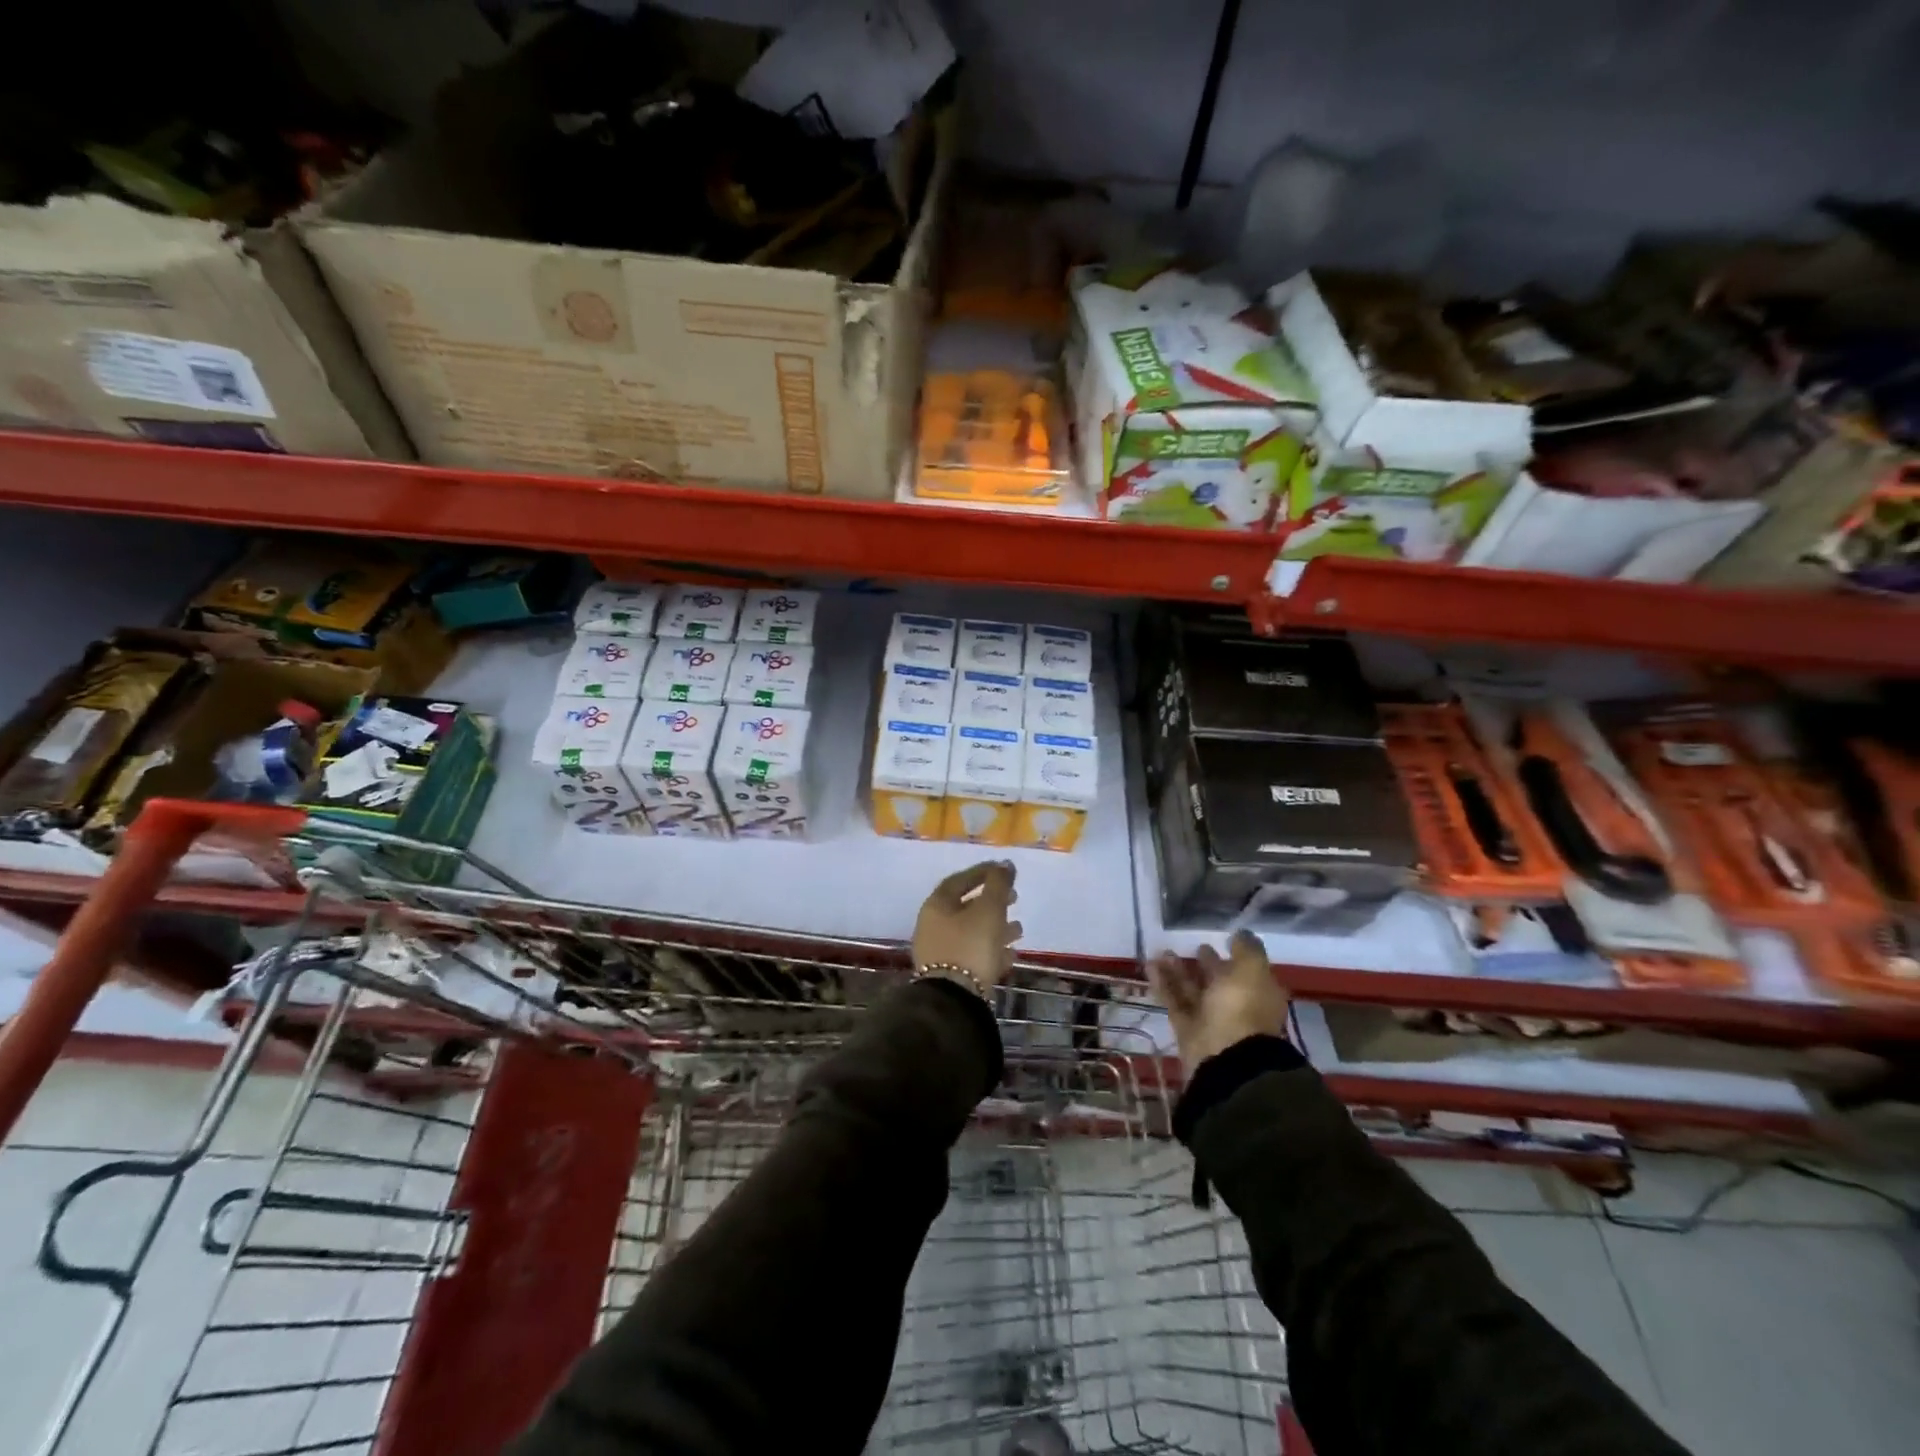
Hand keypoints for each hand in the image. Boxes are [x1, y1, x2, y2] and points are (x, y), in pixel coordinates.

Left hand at [913, 861, 1020, 992]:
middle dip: (992, 902)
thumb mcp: (989, 909)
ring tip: (1019, 929)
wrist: (954, 999)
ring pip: (971, 932)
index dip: (982, 873)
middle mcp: (933, 926)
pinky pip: (973, 955)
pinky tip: (1011, 954)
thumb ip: (998, 884)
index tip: (1004, 871)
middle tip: (1015, 898)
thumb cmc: (971, 945)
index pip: (959, 880)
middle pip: (966, 907)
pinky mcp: (950, 975)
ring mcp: (939, 952)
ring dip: (996, 928)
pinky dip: (992, 950)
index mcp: (936, 906)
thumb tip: (1005, 864)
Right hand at [1149, 931, 1288, 1072]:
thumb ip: (1246, 950)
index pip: (1245, 971)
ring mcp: (1210, 1019)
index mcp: (1257, 993)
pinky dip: (1163, 984)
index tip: (1220, 939)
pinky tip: (1150, 965)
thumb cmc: (1244, 1007)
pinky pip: (1174, 1001)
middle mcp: (1235, 1006)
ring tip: (1161, 951)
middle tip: (1191, 945)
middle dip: (1204, 964)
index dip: (1234, 956)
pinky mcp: (1187, 1029)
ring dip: (1177, 971)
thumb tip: (1240, 934)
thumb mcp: (1252, 970)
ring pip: (1192, 990)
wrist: (1227, 1057)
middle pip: (1217, 981)